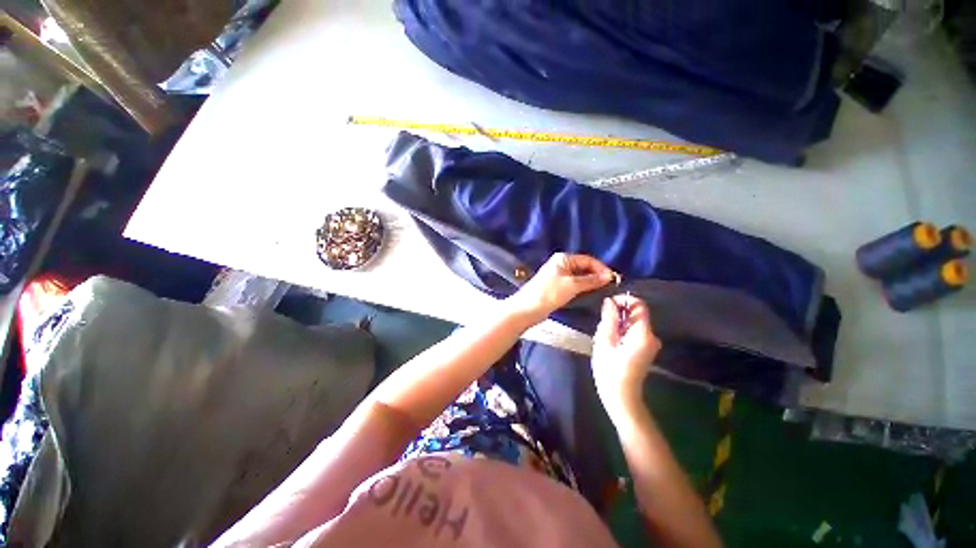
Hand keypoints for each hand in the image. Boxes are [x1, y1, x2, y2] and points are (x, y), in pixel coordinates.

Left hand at [506, 253, 615, 321]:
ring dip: (590, 283)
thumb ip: (591, 280)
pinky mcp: (556, 287)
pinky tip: (589, 295)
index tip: (613, 279)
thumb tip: (609, 276)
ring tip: (602, 291)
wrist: (528, 308)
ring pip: (579, 277)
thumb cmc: (550, 292)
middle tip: (609, 287)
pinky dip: (582, 288)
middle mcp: (561, 264)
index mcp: (563, 258)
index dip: (601, 268)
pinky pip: (574, 285)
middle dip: (596, 275)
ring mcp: (558, 276)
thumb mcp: (572, 285)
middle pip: (584, 267)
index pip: (588, 260)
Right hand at [592, 295, 660, 417]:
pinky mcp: (646, 349)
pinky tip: (611, 343)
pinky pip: (634, 331)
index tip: (608, 304)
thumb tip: (610, 301)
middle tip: (602, 326)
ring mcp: (650, 343)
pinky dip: (622, 331)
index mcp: (642, 334)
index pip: (639, 305)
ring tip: (605, 337)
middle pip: (636, 314)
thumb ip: (609, 319)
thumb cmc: (609, 370)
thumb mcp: (604, 342)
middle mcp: (652, 336)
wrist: (621, 396)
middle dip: (618, 314)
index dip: (624, 300)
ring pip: (633, 323)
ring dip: (618, 324)